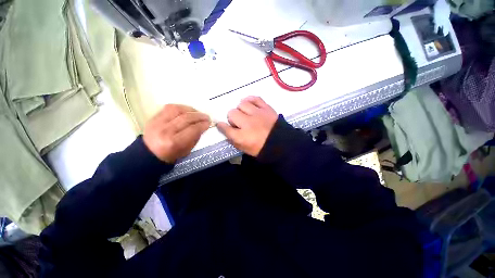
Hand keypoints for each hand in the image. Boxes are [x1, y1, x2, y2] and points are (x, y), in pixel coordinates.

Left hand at [143, 104, 210, 162]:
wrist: (149, 154)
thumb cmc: (171, 154)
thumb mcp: (187, 150)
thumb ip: (195, 137)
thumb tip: (203, 126)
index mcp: (174, 142)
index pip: (193, 129)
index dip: (203, 125)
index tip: (209, 123)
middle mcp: (165, 131)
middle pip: (186, 118)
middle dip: (199, 116)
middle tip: (206, 117)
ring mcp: (157, 122)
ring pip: (177, 110)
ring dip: (191, 110)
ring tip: (198, 113)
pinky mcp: (153, 117)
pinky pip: (169, 107)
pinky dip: (181, 107)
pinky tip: (188, 110)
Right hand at [217, 96, 277, 156]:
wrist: (281, 144)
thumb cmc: (261, 148)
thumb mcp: (245, 149)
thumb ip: (233, 139)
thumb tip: (225, 128)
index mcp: (242, 137)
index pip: (226, 128)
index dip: (222, 126)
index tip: (221, 125)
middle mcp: (248, 124)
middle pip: (232, 113)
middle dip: (232, 118)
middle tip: (238, 122)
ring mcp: (258, 114)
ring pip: (242, 104)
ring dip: (241, 109)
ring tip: (245, 113)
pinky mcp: (266, 108)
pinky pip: (255, 98)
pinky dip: (250, 100)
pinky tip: (249, 104)